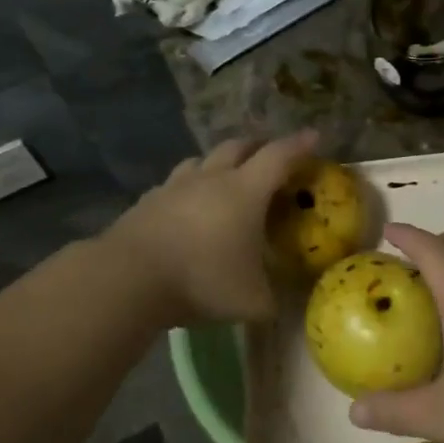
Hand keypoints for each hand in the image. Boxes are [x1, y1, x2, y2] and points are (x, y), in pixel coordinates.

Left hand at [104, 131, 318, 325]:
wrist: (129, 277)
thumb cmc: (202, 280)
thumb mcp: (251, 301)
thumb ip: (272, 300)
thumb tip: (279, 305)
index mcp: (245, 191)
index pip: (279, 156)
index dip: (299, 145)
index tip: (314, 137)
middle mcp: (211, 178)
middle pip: (239, 146)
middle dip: (259, 147)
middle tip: (271, 157)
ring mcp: (175, 186)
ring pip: (202, 160)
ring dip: (220, 162)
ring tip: (226, 177)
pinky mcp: (148, 200)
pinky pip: (174, 184)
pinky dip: (188, 188)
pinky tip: (186, 206)